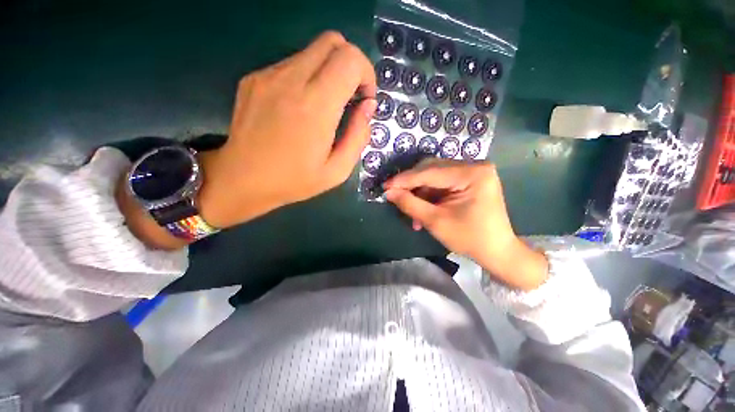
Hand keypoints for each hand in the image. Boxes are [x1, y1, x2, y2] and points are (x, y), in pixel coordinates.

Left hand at [197, 31, 376, 228]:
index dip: (366, 73)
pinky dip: (307, 77)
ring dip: (328, 71)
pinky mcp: (254, 77)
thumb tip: (368, 107)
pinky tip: (300, 107)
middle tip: (350, 95)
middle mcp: (290, 81)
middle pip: (332, 41)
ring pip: (312, 50)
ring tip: (324, 106)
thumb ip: (358, 137)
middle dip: (351, 64)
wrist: (242, 179)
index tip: (364, 99)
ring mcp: (268, 75)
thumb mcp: (337, 171)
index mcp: (315, 107)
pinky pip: (291, 64)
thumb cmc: (294, 181)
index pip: (350, 59)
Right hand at [384, 159, 547, 290]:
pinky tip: (422, 208)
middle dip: (411, 184)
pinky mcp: (470, 179)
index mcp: (472, 174)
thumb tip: (389, 192)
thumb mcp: (435, 221)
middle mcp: (474, 166)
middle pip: (432, 169)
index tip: (385, 186)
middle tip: (394, 195)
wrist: (497, 251)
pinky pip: (442, 182)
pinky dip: (429, 194)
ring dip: (419, 191)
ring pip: (434, 175)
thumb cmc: (469, 238)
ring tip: (410, 210)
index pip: (429, 172)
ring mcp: (473, 171)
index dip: (404, 180)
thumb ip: (410, 204)